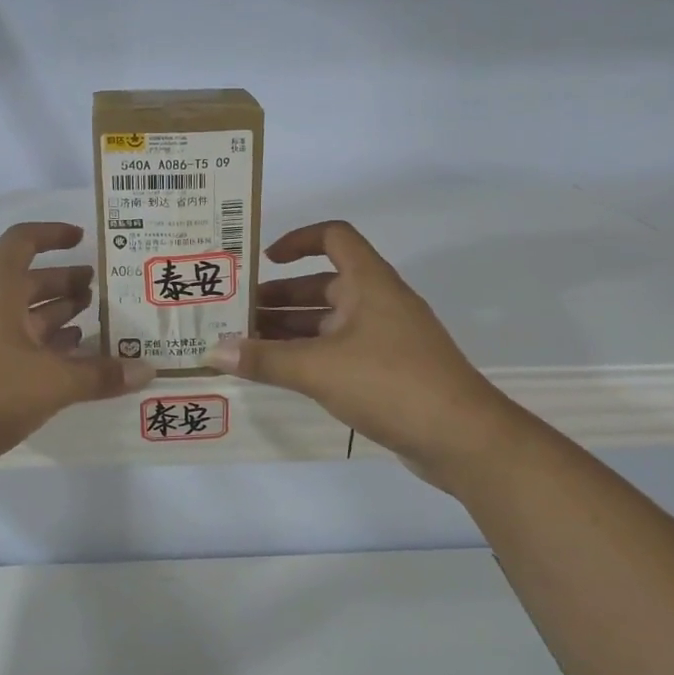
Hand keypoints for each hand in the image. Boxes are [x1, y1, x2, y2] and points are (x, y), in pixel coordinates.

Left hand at [0, 222, 154, 478]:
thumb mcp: (51, 384)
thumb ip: (100, 375)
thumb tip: (148, 369)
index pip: (23, 240)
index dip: (53, 234)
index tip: (83, 238)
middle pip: (23, 279)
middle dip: (63, 282)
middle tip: (100, 292)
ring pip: (14, 313)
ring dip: (51, 315)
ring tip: (90, 325)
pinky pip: (3, 339)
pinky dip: (33, 343)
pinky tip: (60, 362)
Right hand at [207, 220, 508, 487]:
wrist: (461, 437)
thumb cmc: (390, 384)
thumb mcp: (319, 369)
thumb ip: (264, 360)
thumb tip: (212, 352)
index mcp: (370, 283)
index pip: (334, 237)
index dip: (298, 240)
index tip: (264, 259)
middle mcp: (378, 302)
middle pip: (323, 284)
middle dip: (279, 297)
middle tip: (236, 314)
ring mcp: (385, 338)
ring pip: (329, 322)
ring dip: (290, 329)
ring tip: (246, 345)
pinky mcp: (388, 371)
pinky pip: (339, 351)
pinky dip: (310, 356)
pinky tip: (280, 374)